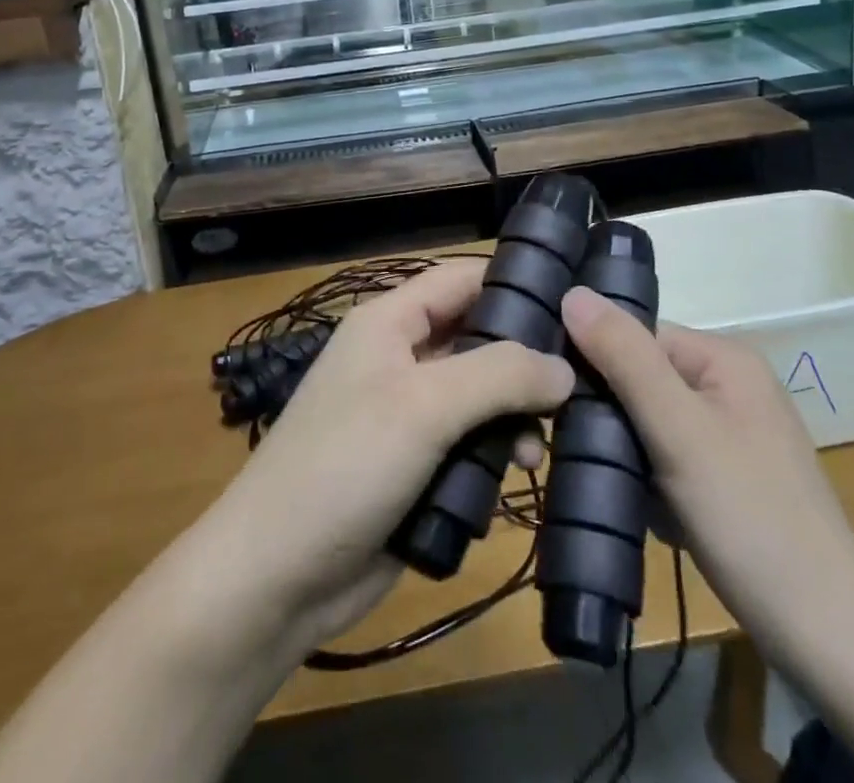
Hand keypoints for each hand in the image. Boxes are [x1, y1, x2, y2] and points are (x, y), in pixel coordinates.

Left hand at [206, 259, 574, 650]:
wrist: (276, 576)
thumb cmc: (346, 465)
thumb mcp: (424, 405)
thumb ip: (499, 374)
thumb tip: (565, 368)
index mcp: (390, 322)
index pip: (462, 278)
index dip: (514, 281)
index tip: (576, 305)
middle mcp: (401, 358)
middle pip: (477, 338)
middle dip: (524, 360)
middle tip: (577, 388)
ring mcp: (408, 414)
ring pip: (479, 396)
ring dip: (512, 416)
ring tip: (535, 452)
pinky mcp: (416, 466)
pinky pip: (469, 444)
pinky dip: (493, 454)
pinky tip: (514, 476)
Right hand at [560, 288, 853, 646]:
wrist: (828, 637)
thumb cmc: (749, 517)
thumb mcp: (678, 429)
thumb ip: (624, 358)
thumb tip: (572, 293)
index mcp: (725, 358)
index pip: (637, 336)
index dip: (596, 362)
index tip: (561, 401)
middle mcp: (732, 385)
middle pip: (643, 378)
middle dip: (612, 415)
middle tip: (587, 451)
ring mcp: (734, 434)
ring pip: (651, 422)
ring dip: (628, 451)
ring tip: (615, 485)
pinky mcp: (731, 478)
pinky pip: (670, 457)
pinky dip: (650, 480)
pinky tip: (646, 510)